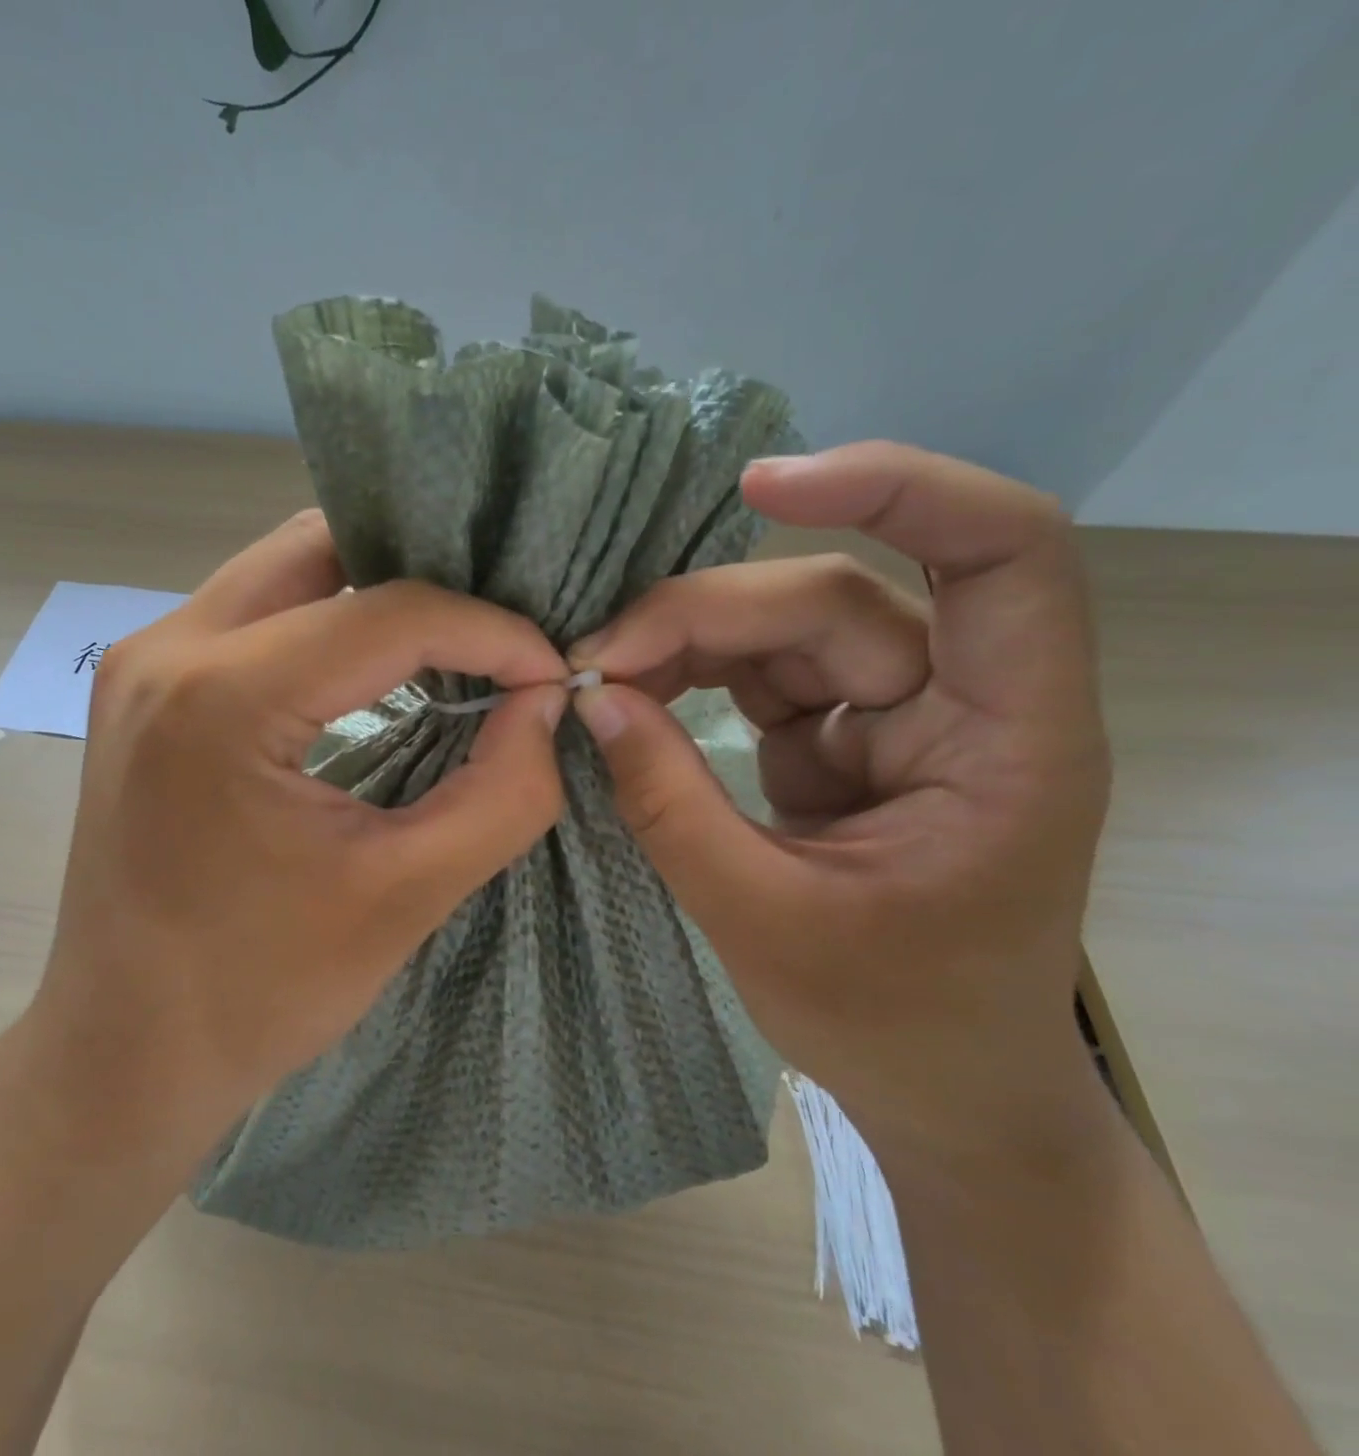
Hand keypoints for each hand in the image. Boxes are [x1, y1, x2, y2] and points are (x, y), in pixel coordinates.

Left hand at [29, 510, 570, 1163]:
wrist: (123, 1050)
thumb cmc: (256, 993)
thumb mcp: (402, 898)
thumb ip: (500, 793)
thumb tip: (545, 702)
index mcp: (221, 698)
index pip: (388, 613)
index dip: (489, 631)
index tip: (546, 673)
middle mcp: (165, 649)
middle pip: (320, 550)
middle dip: (424, 577)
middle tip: (497, 630)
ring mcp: (139, 661)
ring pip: (281, 571)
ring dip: (371, 593)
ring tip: (450, 642)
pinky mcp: (140, 687)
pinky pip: (250, 614)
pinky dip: (323, 621)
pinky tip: (373, 667)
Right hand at [568, 444, 1111, 1150]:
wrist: (938, 1084)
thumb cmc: (891, 1023)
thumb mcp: (762, 918)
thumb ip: (670, 803)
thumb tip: (592, 700)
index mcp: (1006, 741)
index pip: (1000, 554)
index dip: (895, 490)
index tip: (763, 487)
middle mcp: (962, 704)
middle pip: (833, 600)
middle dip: (704, 615)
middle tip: (595, 660)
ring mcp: (895, 717)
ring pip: (787, 629)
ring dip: (687, 640)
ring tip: (600, 676)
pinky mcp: (839, 739)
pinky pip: (760, 676)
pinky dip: (691, 676)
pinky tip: (634, 696)